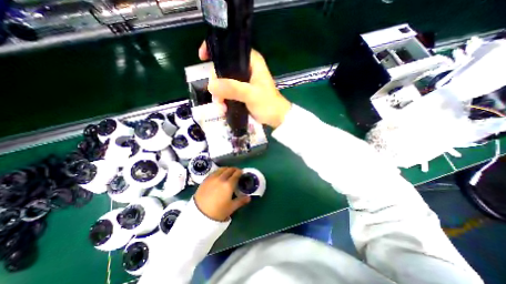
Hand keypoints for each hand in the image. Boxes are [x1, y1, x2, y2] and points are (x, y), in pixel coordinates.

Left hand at [195, 169, 250, 221]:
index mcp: (229, 184)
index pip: (236, 174)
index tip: (242, 172)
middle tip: (236, 172)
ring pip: (221, 169)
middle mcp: (221, 178)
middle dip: (234, 169)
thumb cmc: (218, 212)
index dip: (240, 172)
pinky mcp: (206, 179)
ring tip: (228, 172)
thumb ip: (241, 201)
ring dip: (227, 169)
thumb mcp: (231, 207)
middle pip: (229, 170)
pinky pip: (214, 172)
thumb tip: (249, 198)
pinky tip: (219, 175)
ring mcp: (212, 178)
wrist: (199, 215)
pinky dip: (219, 171)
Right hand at [199, 43, 289, 128]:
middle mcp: (245, 69)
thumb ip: (233, 89)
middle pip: (223, 68)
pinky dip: (223, 100)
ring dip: (219, 95)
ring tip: (221, 108)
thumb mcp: (251, 95)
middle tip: (217, 97)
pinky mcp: (241, 92)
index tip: (203, 58)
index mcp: (251, 62)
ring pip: (223, 82)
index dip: (216, 50)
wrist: (275, 118)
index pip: (231, 48)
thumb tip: (211, 85)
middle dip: (217, 83)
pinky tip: (223, 109)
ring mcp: (242, 82)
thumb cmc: (268, 104)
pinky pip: (227, 93)